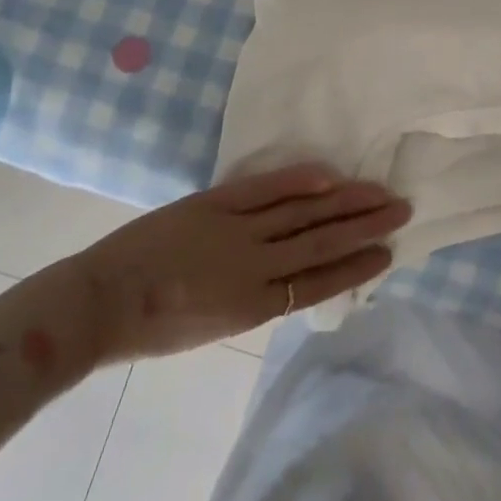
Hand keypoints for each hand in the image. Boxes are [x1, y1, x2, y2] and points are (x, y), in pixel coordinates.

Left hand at [71, 164, 410, 363]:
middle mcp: (254, 267)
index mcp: (253, 306)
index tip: (387, 253)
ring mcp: (237, 231)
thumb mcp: (215, 324)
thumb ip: (256, 296)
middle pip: (322, 243)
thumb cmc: (152, 325)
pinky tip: (329, 175)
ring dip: (346, 201)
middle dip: (365, 227)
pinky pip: (266, 189)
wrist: (98, 303)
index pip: (319, 283)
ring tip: (380, 191)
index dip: (356, 267)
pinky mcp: (216, 203)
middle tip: (402, 210)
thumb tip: (294, 270)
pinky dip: (300, 180)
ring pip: (304, 213)